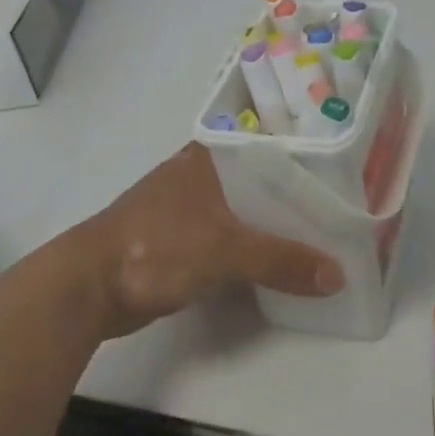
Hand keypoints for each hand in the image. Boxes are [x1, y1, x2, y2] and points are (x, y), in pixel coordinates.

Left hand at [73, 143, 344, 337]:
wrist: (89, 287)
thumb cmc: (157, 247)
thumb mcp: (225, 251)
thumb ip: (280, 260)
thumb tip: (337, 275)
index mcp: (210, 156)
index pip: (270, 148)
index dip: (307, 161)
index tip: (345, 174)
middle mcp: (200, 172)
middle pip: (260, 181)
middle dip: (295, 199)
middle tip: (341, 213)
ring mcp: (187, 205)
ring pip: (244, 210)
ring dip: (273, 225)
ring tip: (320, 237)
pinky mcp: (179, 237)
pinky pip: (229, 235)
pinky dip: (251, 246)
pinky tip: (277, 260)